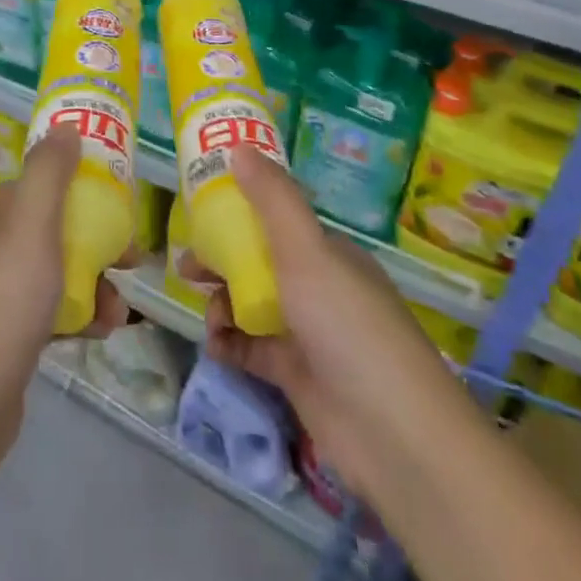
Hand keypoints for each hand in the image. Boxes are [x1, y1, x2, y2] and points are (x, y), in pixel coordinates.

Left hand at [0, 125, 134, 435]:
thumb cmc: (0, 303)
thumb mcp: (30, 225)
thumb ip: (49, 172)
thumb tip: (65, 126)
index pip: (41, 187)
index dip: (82, 191)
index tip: (121, 207)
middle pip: (52, 231)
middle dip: (97, 243)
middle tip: (131, 261)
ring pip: (54, 274)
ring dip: (93, 284)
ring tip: (120, 310)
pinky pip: (46, 312)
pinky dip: (76, 316)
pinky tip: (100, 332)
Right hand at [193, 147, 465, 499]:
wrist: (393, 433)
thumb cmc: (346, 325)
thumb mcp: (306, 250)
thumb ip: (272, 198)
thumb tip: (239, 147)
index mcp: (327, 253)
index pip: (276, 221)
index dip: (237, 215)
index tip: (199, 216)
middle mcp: (319, 287)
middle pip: (259, 263)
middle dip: (222, 262)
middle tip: (187, 268)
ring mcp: (309, 334)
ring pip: (252, 305)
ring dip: (223, 305)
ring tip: (210, 317)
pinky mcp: (297, 376)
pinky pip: (253, 349)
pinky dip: (231, 344)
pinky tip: (217, 347)